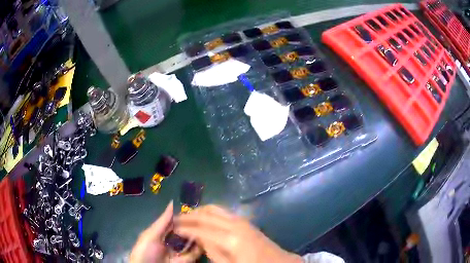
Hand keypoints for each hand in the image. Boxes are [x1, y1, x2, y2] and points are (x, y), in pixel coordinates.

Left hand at [130, 201, 201, 262]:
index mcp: (160, 234)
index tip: (193, 207)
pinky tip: (205, 238)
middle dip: (192, 225)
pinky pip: (195, 253)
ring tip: (206, 225)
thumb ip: (162, 222)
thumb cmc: (145, 252)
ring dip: (197, 234)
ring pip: (191, 241)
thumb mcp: (151, 236)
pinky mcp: (186, 261)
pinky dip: (200, 246)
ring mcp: (179, 252)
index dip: (182, 216)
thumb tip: (172, 203)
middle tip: (203, 216)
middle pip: (183, 232)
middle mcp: (171, 242)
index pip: (173, 223)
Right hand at [174, 205, 301, 262]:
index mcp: (231, 240)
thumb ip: (212, 252)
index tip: (172, 227)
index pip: (201, 230)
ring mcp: (241, 220)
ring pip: (214, 209)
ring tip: (187, 216)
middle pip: (206, 214)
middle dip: (189, 216)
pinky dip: (210, 212)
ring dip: (199, 211)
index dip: (185, 228)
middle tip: (176, 218)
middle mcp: (235, 225)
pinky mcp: (244, 220)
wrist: (278, 261)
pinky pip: (222, 211)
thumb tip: (199, 239)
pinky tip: (203, 218)